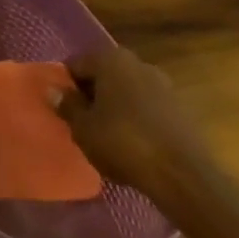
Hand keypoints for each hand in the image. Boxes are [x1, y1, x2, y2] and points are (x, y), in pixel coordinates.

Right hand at [57, 45, 217, 200]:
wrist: (185, 178)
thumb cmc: (124, 143)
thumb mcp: (83, 128)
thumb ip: (67, 106)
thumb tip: (54, 90)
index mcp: (110, 59)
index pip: (75, 65)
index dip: (66, 88)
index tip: (65, 110)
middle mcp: (137, 64)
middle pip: (103, 76)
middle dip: (93, 96)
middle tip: (84, 123)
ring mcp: (164, 86)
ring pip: (127, 92)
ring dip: (116, 108)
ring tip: (109, 137)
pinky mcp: (181, 110)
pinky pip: (148, 109)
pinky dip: (137, 120)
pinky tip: (134, 145)